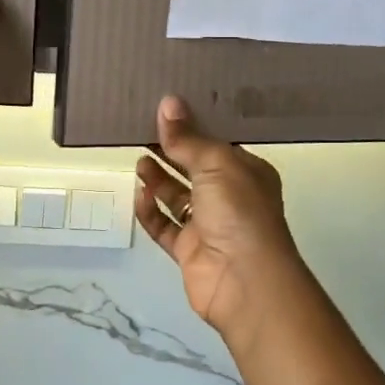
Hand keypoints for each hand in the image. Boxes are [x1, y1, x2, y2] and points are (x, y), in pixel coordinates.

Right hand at [135, 96, 311, 356]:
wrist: (245, 282)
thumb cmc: (239, 211)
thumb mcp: (215, 164)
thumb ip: (187, 138)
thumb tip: (167, 102)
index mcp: (246, 172)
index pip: (217, 143)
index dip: (193, 127)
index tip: (165, 109)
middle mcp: (230, 196)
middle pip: (194, 168)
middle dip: (171, 151)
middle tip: (141, 131)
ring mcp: (209, 225)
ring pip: (177, 196)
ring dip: (158, 179)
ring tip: (138, 159)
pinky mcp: (189, 250)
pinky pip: (165, 226)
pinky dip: (151, 211)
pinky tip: (139, 195)